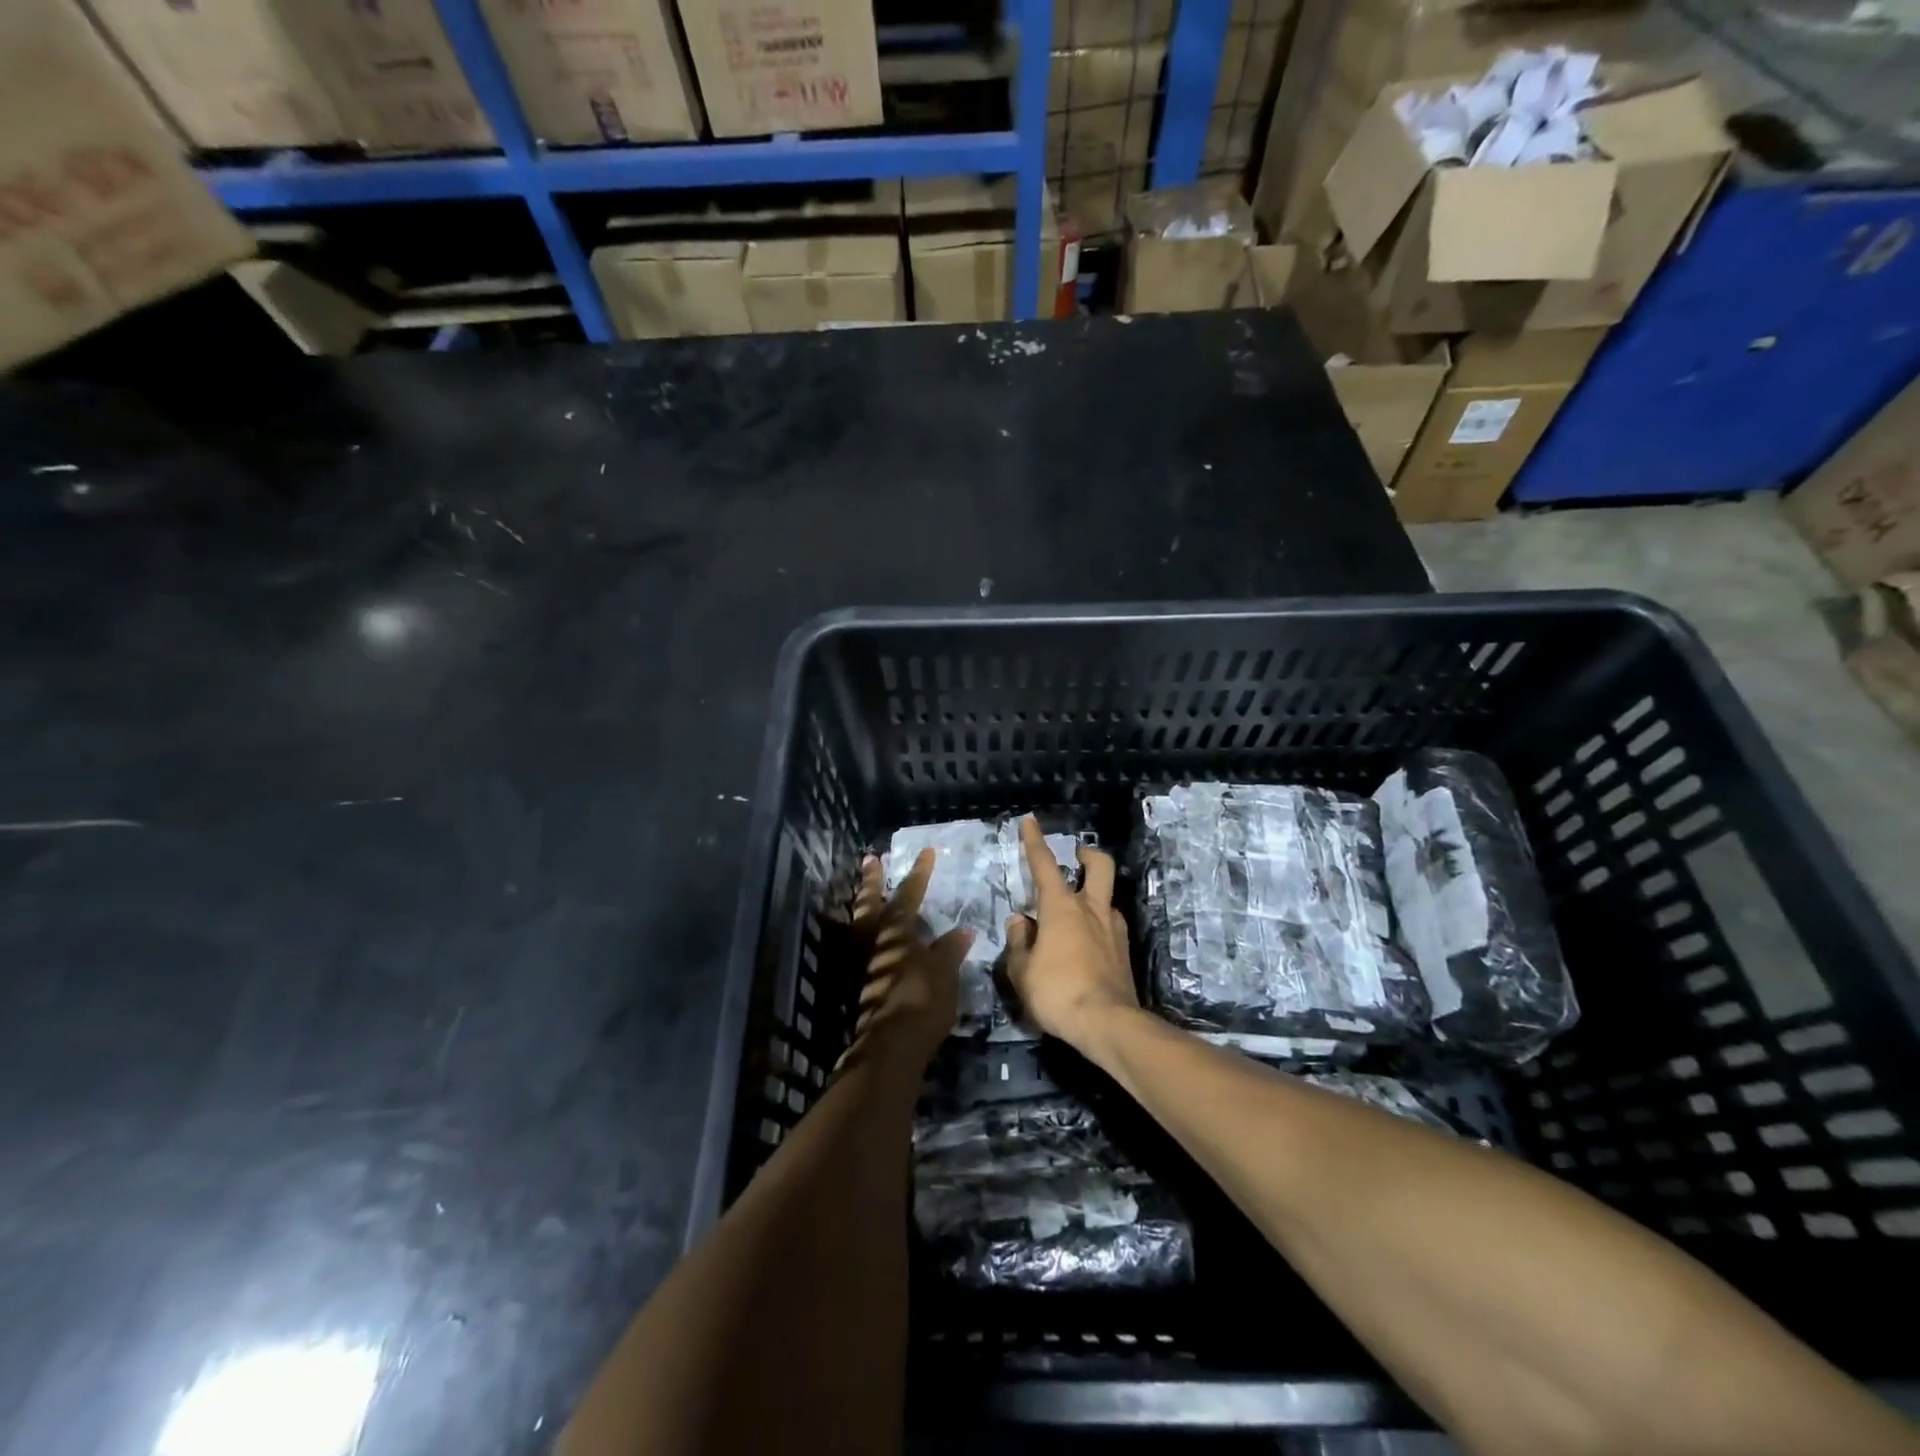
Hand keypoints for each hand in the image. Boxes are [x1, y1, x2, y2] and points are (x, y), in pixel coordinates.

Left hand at [840, 849, 971, 1072]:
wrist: (890, 1045)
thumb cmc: (921, 1001)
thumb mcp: (944, 973)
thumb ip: (949, 950)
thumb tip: (962, 931)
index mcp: (896, 932)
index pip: (909, 895)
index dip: (919, 874)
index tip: (927, 852)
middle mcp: (873, 942)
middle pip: (870, 904)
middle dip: (872, 881)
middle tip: (871, 860)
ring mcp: (861, 963)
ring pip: (858, 925)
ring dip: (862, 906)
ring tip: (864, 894)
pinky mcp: (857, 985)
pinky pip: (858, 948)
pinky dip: (863, 936)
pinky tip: (871, 940)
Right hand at [1004, 816, 1140, 1053]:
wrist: (1107, 1024)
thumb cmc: (1057, 992)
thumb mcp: (1022, 970)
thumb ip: (1019, 942)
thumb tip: (1020, 922)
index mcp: (1061, 907)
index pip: (1044, 864)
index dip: (1035, 841)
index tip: (1030, 821)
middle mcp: (1091, 909)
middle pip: (1099, 866)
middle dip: (1087, 855)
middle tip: (1076, 857)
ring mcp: (1113, 930)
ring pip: (1107, 897)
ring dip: (1093, 896)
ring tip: (1075, 914)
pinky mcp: (1124, 952)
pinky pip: (1110, 926)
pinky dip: (1098, 926)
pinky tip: (1087, 945)